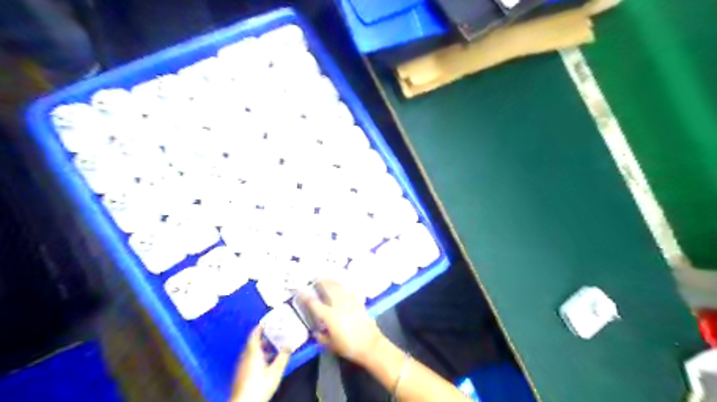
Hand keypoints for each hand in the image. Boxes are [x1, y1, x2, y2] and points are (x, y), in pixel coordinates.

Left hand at [227, 326, 286, 401]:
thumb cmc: (260, 386)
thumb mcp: (276, 371)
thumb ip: (283, 357)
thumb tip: (289, 346)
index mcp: (253, 353)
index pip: (254, 335)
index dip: (259, 327)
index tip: (266, 322)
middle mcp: (245, 357)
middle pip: (252, 343)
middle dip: (263, 338)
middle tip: (273, 335)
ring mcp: (241, 366)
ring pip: (251, 352)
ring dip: (260, 348)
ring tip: (272, 348)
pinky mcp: (241, 374)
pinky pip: (249, 360)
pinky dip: (257, 356)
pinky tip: (265, 362)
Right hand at [298, 282, 386, 365]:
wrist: (370, 345)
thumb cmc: (349, 347)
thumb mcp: (331, 346)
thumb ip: (321, 338)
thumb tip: (316, 332)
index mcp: (329, 315)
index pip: (314, 303)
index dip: (305, 296)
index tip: (300, 291)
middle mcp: (339, 305)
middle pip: (329, 288)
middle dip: (322, 282)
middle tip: (316, 278)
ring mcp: (350, 302)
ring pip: (340, 287)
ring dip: (333, 282)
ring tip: (329, 280)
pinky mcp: (359, 303)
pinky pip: (351, 292)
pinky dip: (346, 288)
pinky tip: (345, 289)